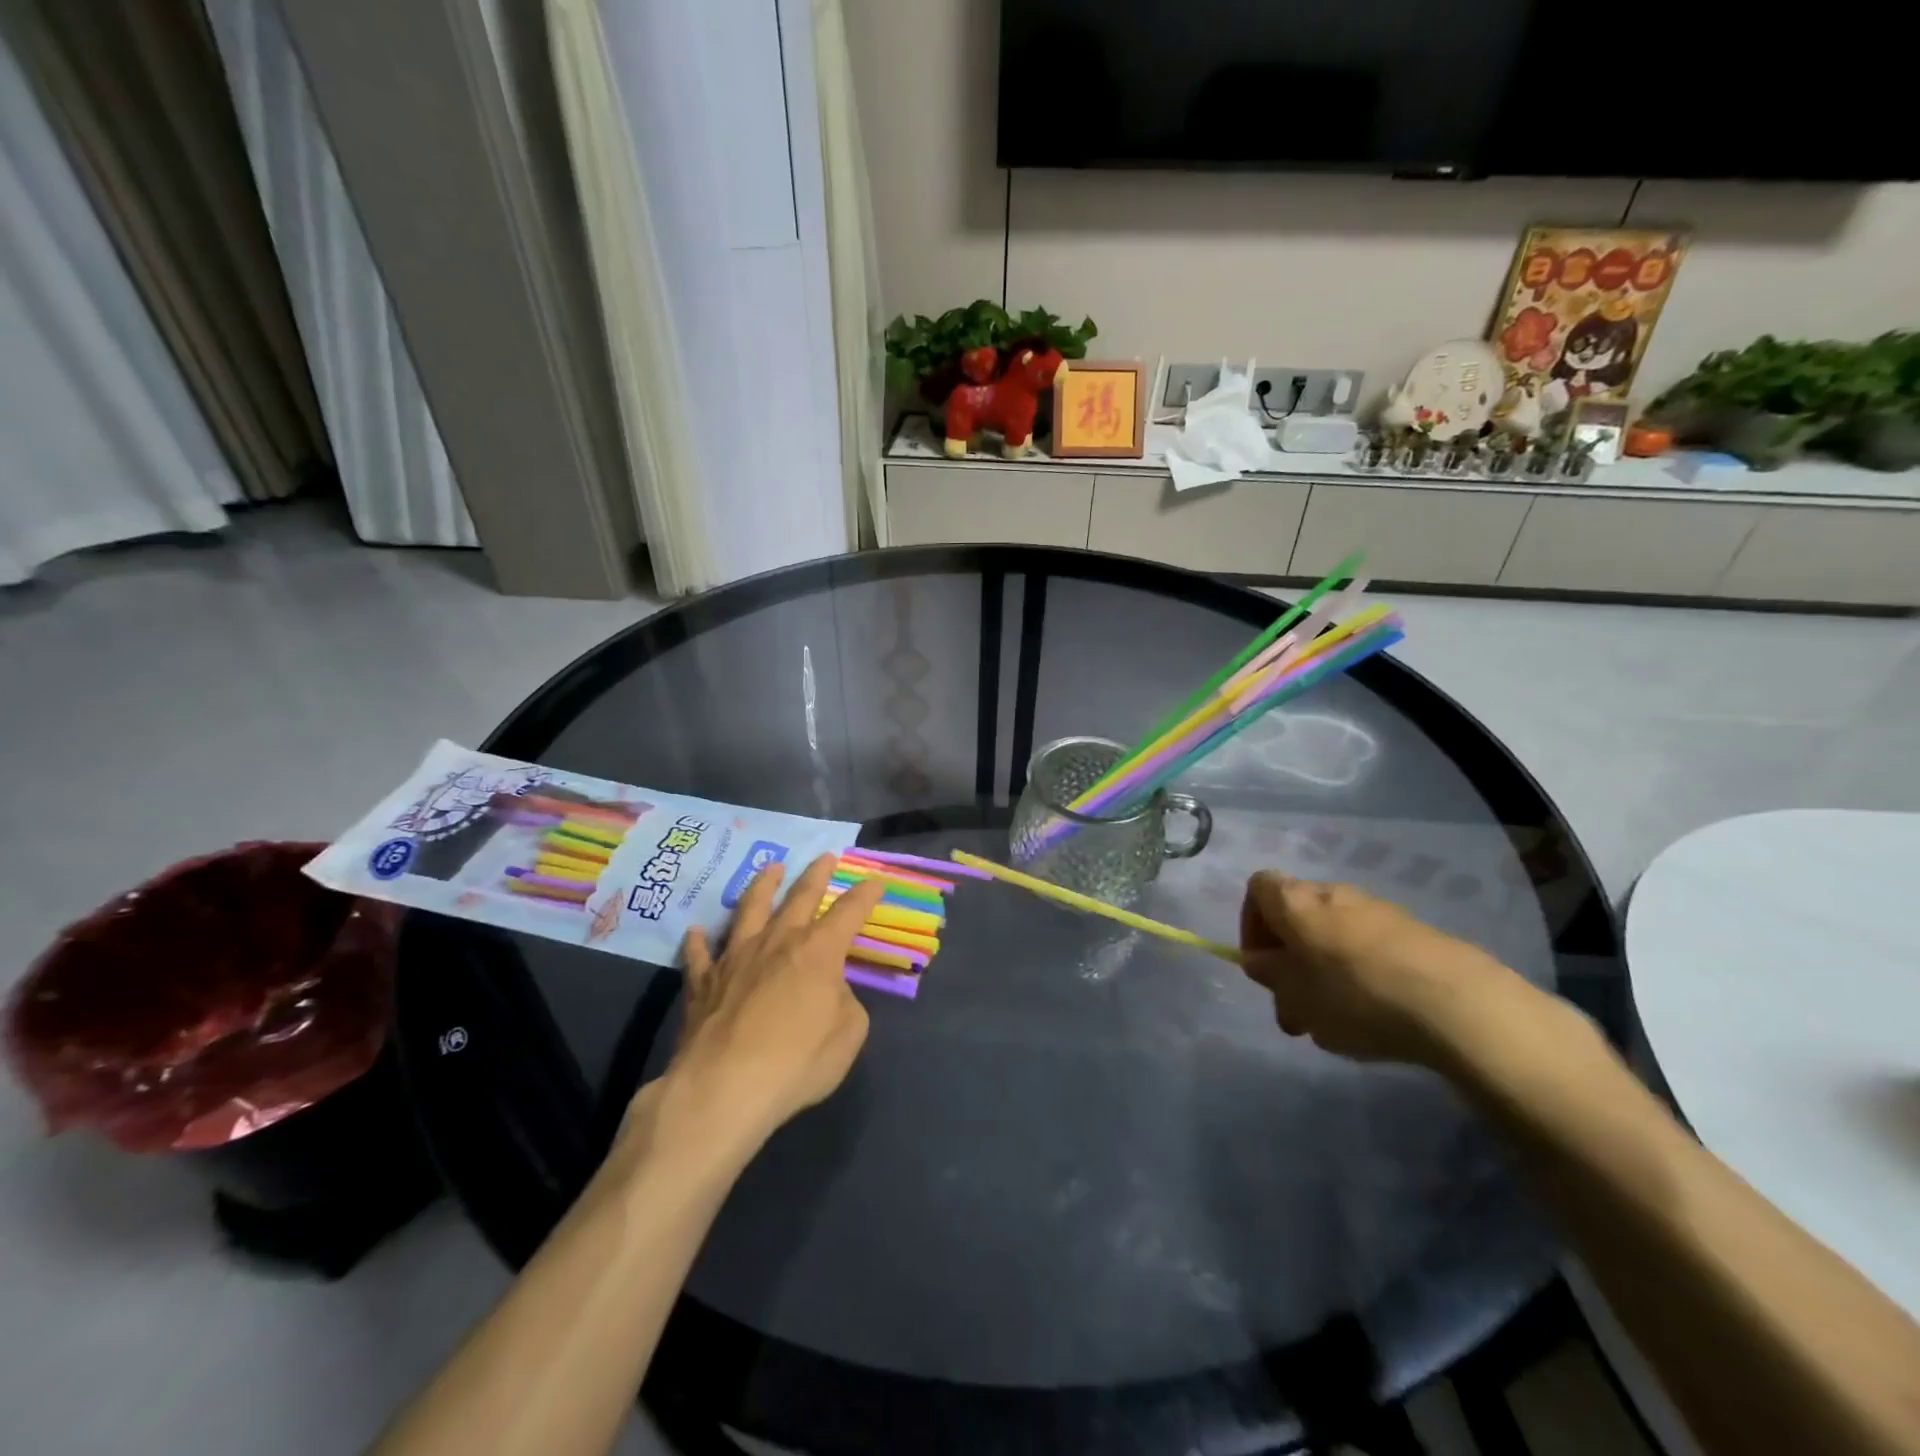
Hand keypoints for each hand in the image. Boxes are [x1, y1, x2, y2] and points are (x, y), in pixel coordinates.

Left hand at [656, 854, 886, 1151]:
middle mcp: (777, 942)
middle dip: (816, 875)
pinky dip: (699, 942)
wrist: (724, 1087)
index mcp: (818, 951)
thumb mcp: (848, 1034)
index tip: (876, 880)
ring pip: (750, 909)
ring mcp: (735, 958)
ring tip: (771, 868)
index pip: (849, 912)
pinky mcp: (702, 982)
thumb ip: (845, 1003)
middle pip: (799, 898)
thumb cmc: (797, 1061)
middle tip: (825, 856)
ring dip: (763, 886)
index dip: (865, 894)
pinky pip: (700, 955)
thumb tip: (830, 992)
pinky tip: (696, 931)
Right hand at [1239, 872, 1534, 1067]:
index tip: (1263, 965)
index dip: (1251, 924)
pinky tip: (1380, 1015)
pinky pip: (1373, 947)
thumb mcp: (1295, 997)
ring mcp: (1379, 910)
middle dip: (1291, 957)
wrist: (1458, 1003)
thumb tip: (1261, 961)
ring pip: (1335, 934)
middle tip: (1297, 1005)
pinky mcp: (1417, 932)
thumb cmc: (1355, 996)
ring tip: (1340, 1021)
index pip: (1258, 887)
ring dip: (1327, 969)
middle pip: (1298, 914)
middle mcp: (1333, 894)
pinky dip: (1365, 973)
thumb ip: (1270, 976)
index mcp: (1295, 902)